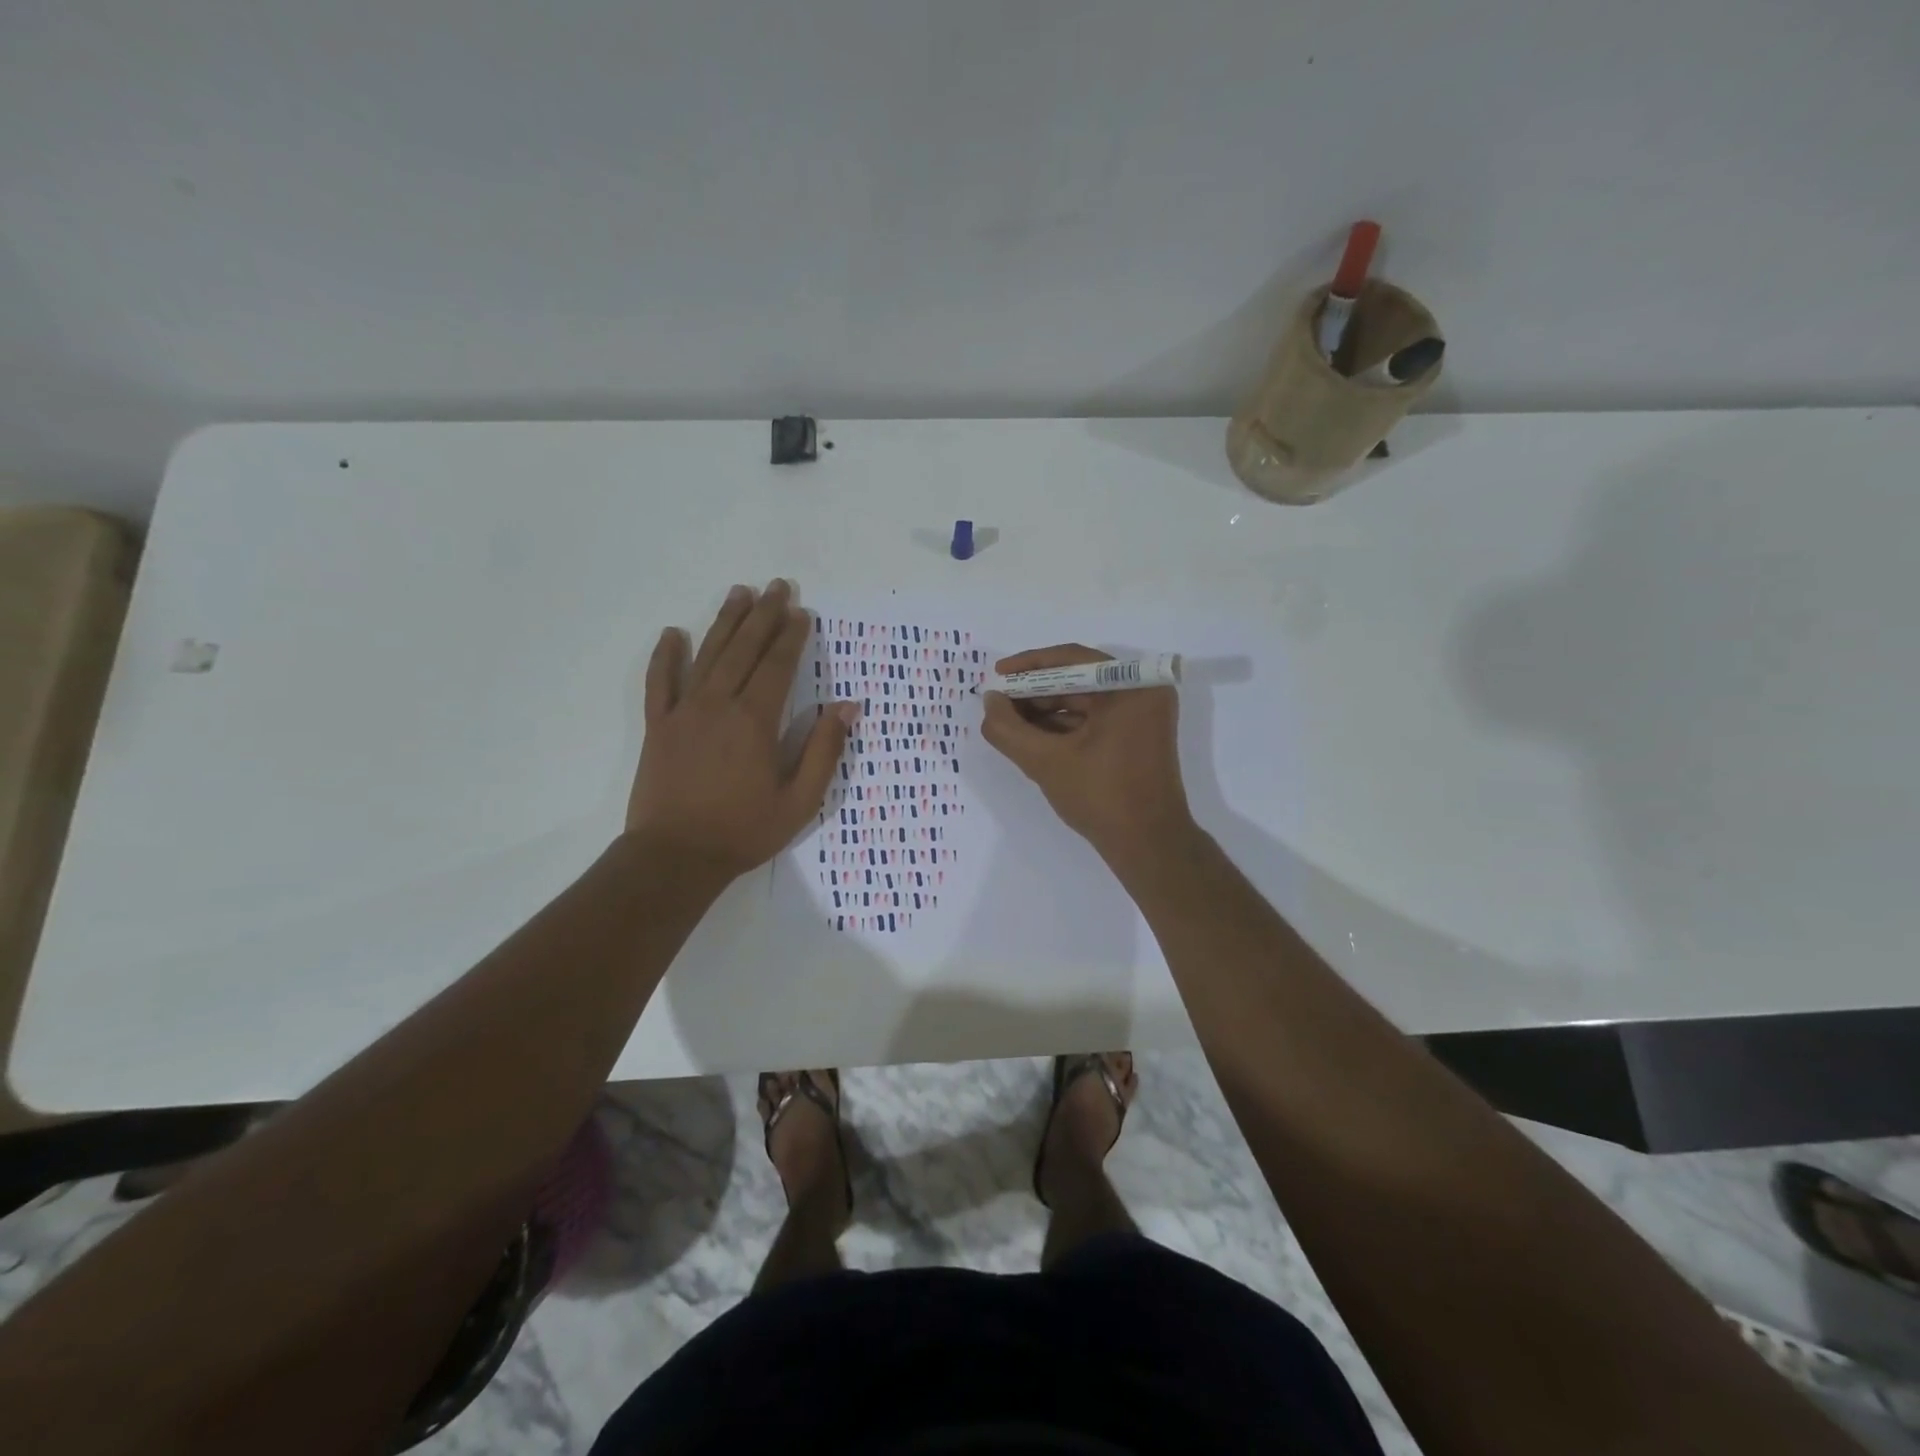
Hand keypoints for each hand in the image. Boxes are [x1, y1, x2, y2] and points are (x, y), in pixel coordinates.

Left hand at [627, 580, 857, 880]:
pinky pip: (659, 683)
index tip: (803, 612)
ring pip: (707, 655)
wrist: (675, 857)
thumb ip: (823, 750)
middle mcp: (719, 704)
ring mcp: (684, 712)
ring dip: (725, 622)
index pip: (778, 666)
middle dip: (764, 615)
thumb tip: (847, 707)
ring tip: (740, 592)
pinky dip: (665, 657)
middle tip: (778, 586)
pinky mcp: (657, 726)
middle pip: (744, 649)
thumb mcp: (800, 800)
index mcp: (755, 721)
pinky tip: (672, 634)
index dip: (792, 637)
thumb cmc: (744, 831)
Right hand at [979, 644, 1193, 860]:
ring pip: (1083, 701)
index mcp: (1132, 686)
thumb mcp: (1046, 762)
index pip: (1071, 659)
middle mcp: (1143, 692)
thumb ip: (1009, 729)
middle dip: (1034, 693)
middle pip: (1077, 679)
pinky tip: (1031, 739)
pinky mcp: (1137, 736)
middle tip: (998, 705)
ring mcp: (1143, 715)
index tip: (997, 675)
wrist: (1148, 846)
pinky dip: (1063, 727)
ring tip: (1008, 724)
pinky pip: (1094, 720)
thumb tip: (989, 701)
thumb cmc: (1102, 797)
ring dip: (1045, 712)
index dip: (1029, 666)